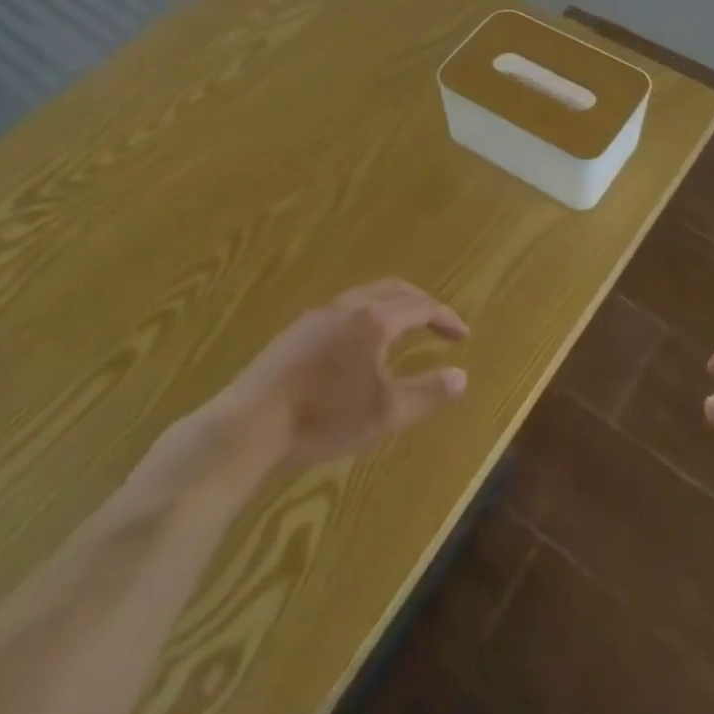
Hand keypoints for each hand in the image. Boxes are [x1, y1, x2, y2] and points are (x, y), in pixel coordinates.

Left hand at [213, 279, 469, 469]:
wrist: (251, 423)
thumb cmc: (325, 416)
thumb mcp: (386, 413)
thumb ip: (428, 393)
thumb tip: (461, 376)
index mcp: (374, 319)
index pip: (422, 306)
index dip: (446, 319)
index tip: (463, 336)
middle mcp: (349, 307)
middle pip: (394, 290)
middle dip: (421, 303)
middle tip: (438, 324)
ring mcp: (318, 316)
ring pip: (366, 297)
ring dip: (392, 307)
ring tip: (403, 330)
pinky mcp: (296, 332)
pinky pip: (344, 311)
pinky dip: (367, 317)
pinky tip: (358, 347)